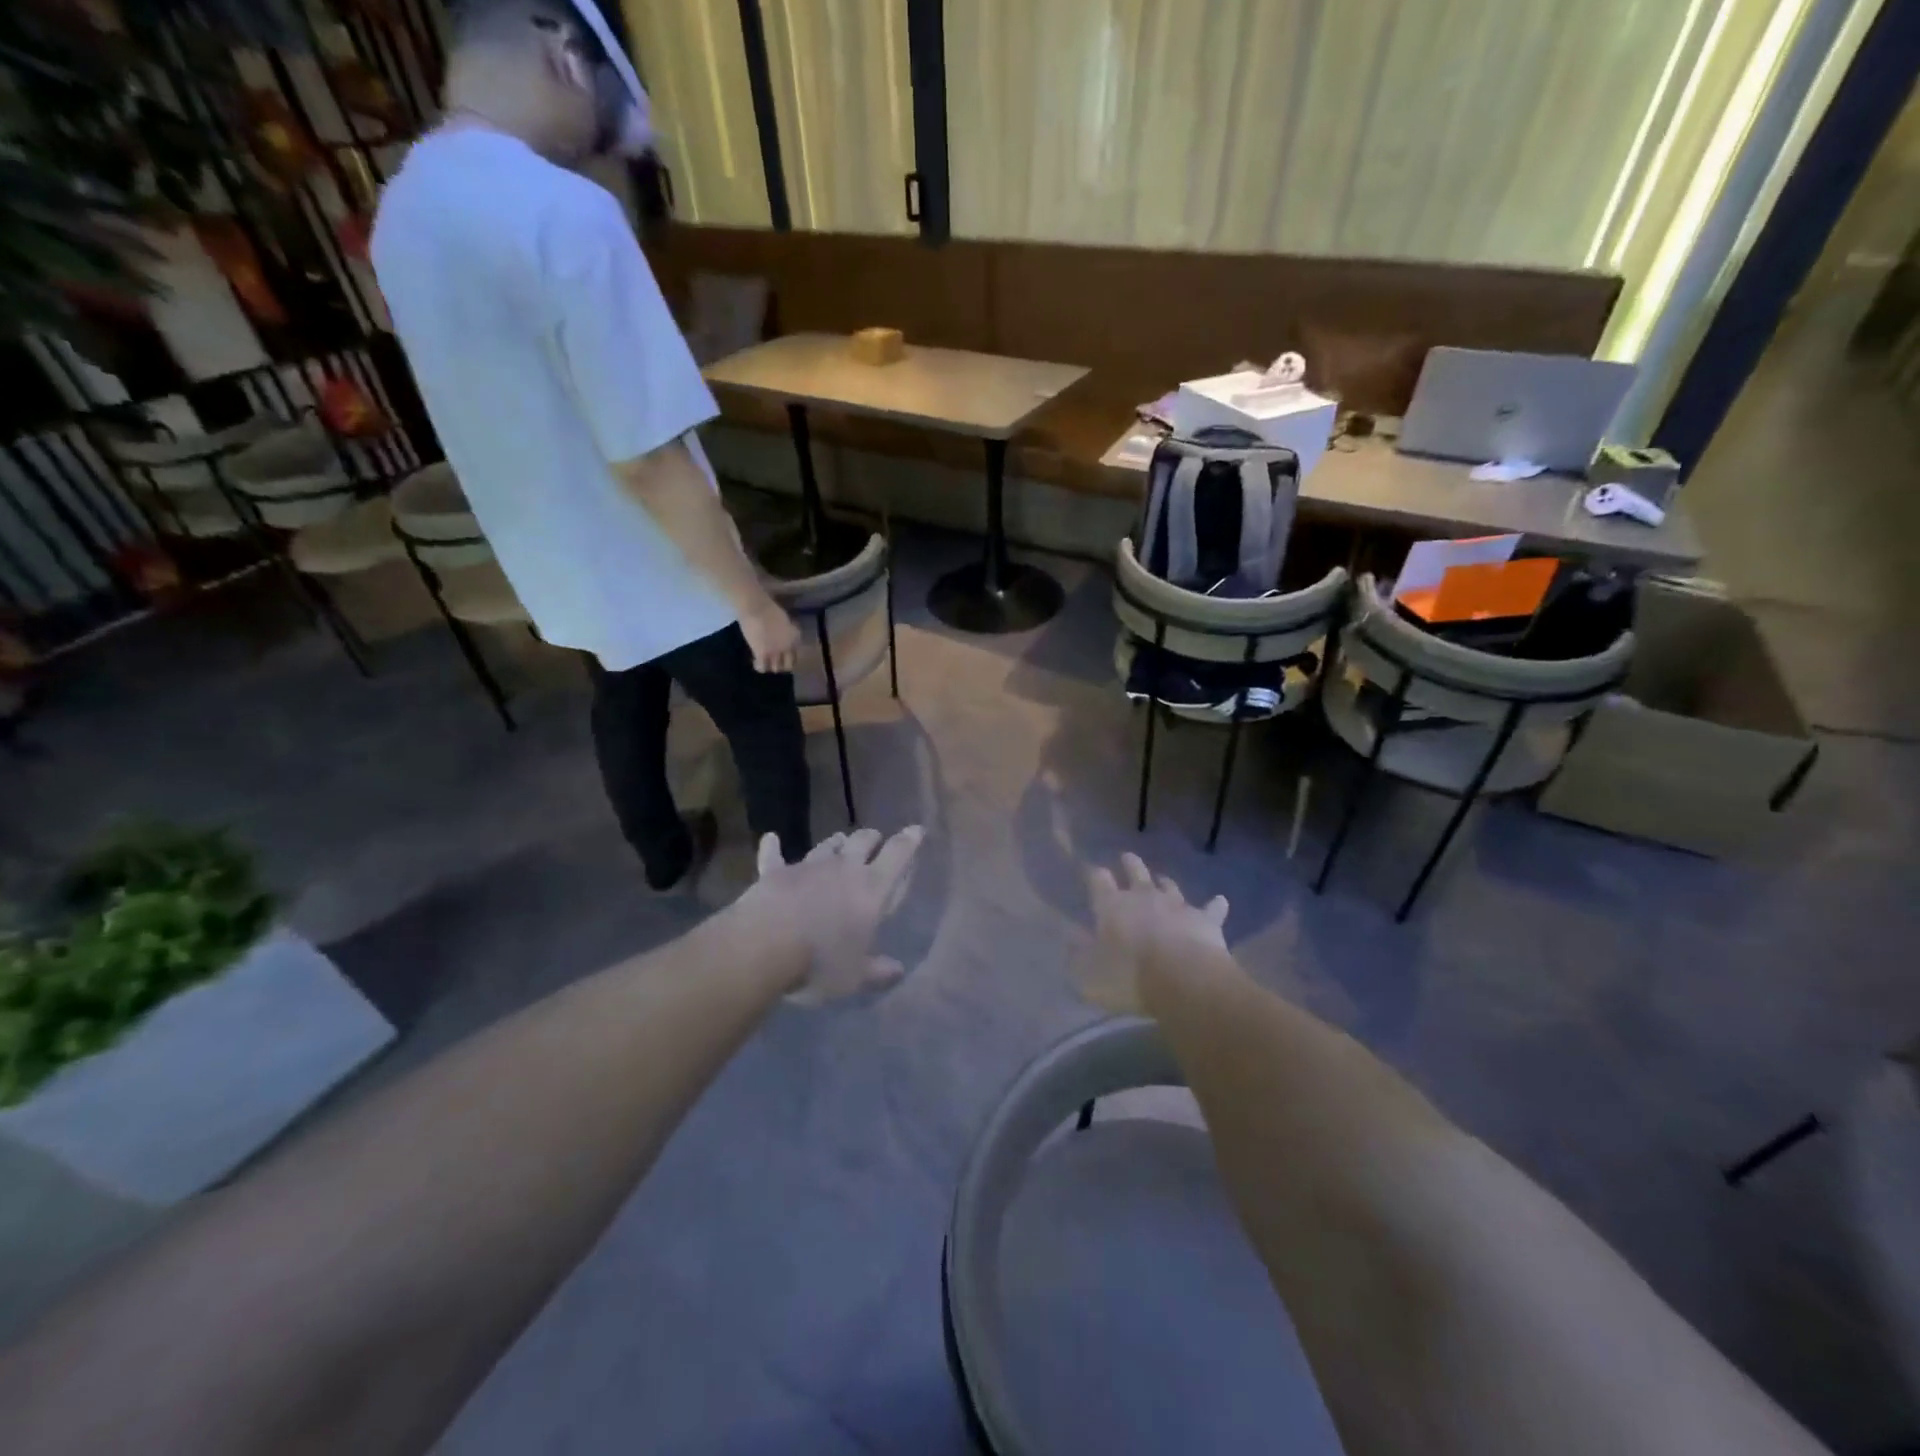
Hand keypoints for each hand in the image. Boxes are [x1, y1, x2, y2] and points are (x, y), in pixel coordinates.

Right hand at [740, 602, 799, 673]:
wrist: (757, 607)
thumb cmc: (769, 607)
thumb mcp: (786, 620)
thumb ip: (788, 631)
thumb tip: (784, 635)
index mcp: (796, 637)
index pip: (797, 654)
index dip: (790, 657)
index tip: (784, 656)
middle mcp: (788, 647)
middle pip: (789, 665)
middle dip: (783, 665)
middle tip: (775, 662)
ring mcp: (776, 652)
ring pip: (776, 668)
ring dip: (771, 666)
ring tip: (765, 662)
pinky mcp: (762, 654)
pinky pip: (762, 667)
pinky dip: (759, 666)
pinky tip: (755, 661)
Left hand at [741, 827, 924, 1005]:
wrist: (764, 946)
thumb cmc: (820, 962)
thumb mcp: (854, 976)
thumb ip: (877, 970)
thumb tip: (898, 969)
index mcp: (871, 889)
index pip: (897, 856)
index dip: (909, 842)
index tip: (916, 830)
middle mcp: (843, 869)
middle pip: (863, 841)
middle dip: (872, 839)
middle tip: (876, 840)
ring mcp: (807, 867)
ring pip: (827, 845)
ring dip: (836, 842)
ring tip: (840, 840)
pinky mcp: (775, 873)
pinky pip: (774, 856)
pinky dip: (772, 847)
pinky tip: (771, 838)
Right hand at [1073, 853, 1230, 1014]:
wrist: (1183, 980)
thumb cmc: (1129, 977)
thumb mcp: (1089, 976)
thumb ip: (1078, 957)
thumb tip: (1069, 941)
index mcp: (1111, 906)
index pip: (1098, 881)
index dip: (1095, 875)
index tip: (1094, 871)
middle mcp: (1143, 897)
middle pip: (1135, 872)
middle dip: (1130, 864)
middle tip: (1127, 856)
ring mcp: (1176, 905)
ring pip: (1169, 886)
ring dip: (1165, 882)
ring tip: (1163, 879)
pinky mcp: (1205, 919)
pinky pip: (1212, 908)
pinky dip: (1215, 905)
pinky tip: (1220, 901)